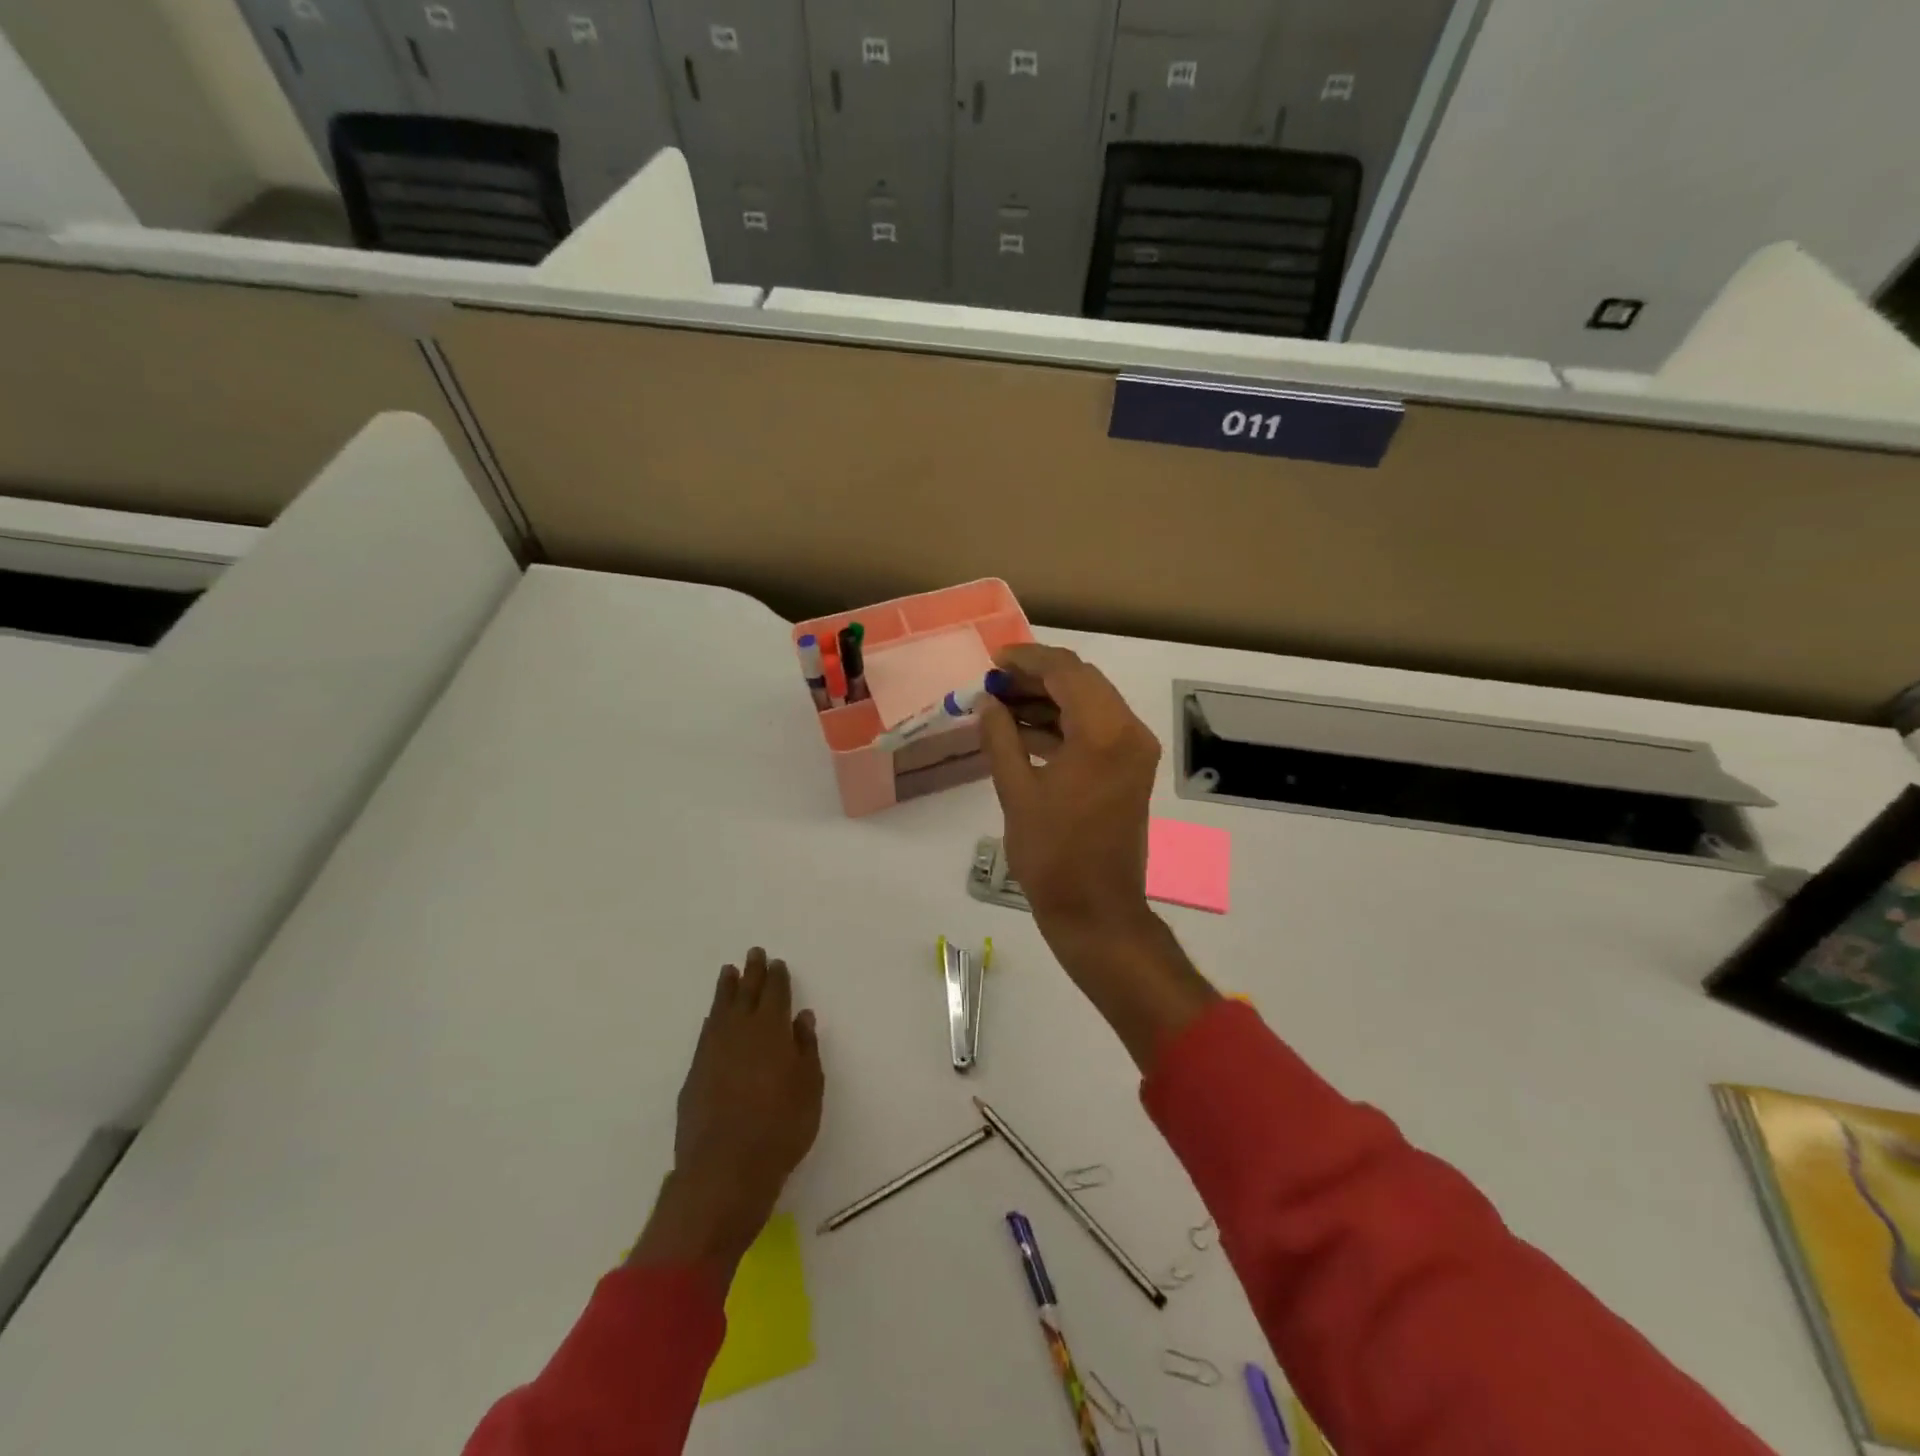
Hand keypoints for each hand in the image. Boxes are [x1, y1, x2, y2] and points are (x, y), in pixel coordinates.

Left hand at [630, 949, 823, 1276]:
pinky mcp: (695, 1074)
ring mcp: (713, 1051)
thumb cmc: (781, 1128)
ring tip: (728, 972)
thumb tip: (801, 1017)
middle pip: (746, 993)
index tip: (776, 963)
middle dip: (751, 972)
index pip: (775, 994)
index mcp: (772, 1030)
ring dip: (727, 989)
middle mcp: (740, 1031)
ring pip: (721, 1009)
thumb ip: (806, 1048)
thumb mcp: (809, 1087)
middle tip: (753, 953)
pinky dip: (712, 1018)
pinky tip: (713, 1017)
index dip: (777, 977)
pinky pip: (706, 1032)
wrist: (725, 1169)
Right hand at [977, 643, 1160, 933]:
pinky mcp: (1130, 769)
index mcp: (1104, 732)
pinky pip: (1096, 729)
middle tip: (992, 684)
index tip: (992, 661)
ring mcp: (1134, 750)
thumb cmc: (1052, 854)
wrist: (1096, 910)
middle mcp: (1129, 731)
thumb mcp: (1016, 791)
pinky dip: (1063, 724)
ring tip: (1000, 705)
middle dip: (1036, 677)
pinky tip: (1023, 730)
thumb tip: (986, 702)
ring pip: (1089, 703)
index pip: (1066, 671)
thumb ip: (1000, 737)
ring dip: (1048, 699)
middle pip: (1081, 681)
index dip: (1027, 659)